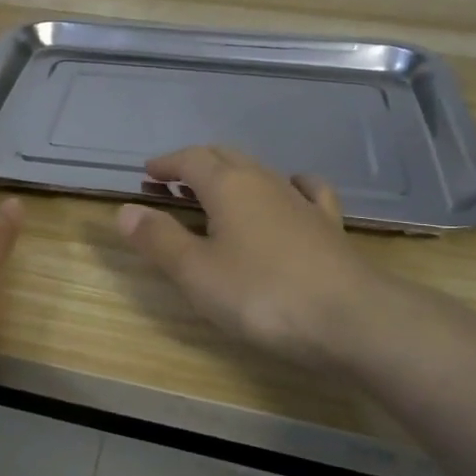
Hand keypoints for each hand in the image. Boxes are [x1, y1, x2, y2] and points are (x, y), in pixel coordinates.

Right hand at [117, 146, 381, 366]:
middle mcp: (264, 180)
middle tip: (172, 184)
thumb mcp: (196, 272)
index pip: (190, 159)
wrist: (349, 317)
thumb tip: (125, 210)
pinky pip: (304, 189)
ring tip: (215, 193)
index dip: (166, 164)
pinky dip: (284, 185)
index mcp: (228, 185)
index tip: (147, 174)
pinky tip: (287, 193)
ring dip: (230, 175)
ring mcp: (300, 200)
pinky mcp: (328, 224)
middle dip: (194, 165)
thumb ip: (159, 239)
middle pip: (224, 157)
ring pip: (259, 170)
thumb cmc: (261, 294)